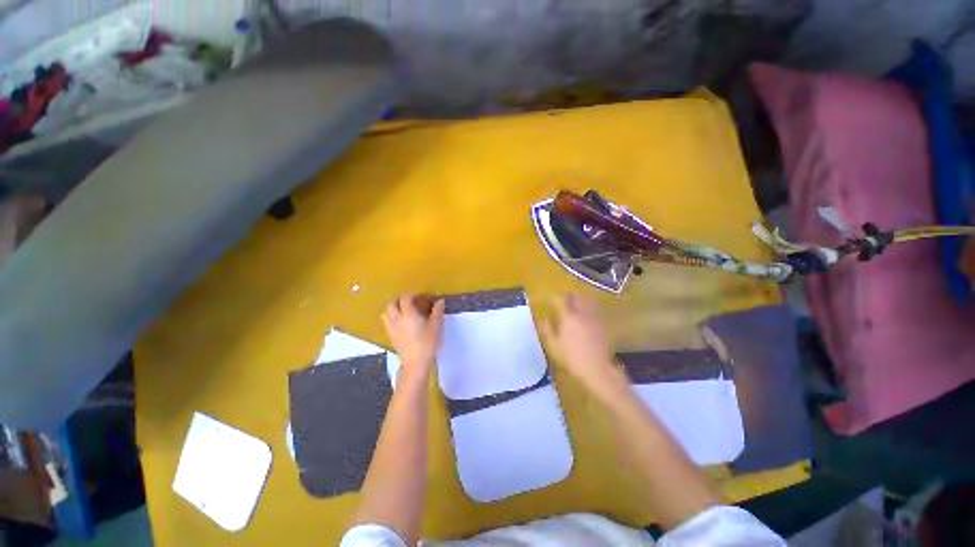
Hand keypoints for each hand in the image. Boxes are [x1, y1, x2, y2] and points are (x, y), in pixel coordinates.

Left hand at [382, 294, 445, 375]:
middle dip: (400, 300)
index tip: (421, 296)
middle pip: (392, 304)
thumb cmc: (427, 343)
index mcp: (408, 314)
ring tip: (403, 310)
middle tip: (411, 301)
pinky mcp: (390, 336)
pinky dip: (392, 317)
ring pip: (386, 313)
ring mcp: (391, 328)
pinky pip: (387, 322)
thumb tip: (440, 301)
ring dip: (393, 308)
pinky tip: (401, 322)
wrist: (415, 363)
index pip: (406, 299)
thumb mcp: (436, 326)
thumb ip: (437, 311)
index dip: (413, 295)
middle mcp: (397, 319)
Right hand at [542, 293, 619, 390]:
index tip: (548, 298)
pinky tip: (585, 314)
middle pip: (576, 296)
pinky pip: (594, 310)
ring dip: (580, 299)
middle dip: (568, 295)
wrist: (597, 369)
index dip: (553, 297)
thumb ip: (548, 330)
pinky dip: (588, 308)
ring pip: (587, 300)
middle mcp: (582, 313)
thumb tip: (544, 319)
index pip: (559, 300)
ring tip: (574, 303)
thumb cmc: (571, 358)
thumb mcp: (554, 346)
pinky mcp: (601, 324)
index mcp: (568, 317)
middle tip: (562, 298)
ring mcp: (593, 318)